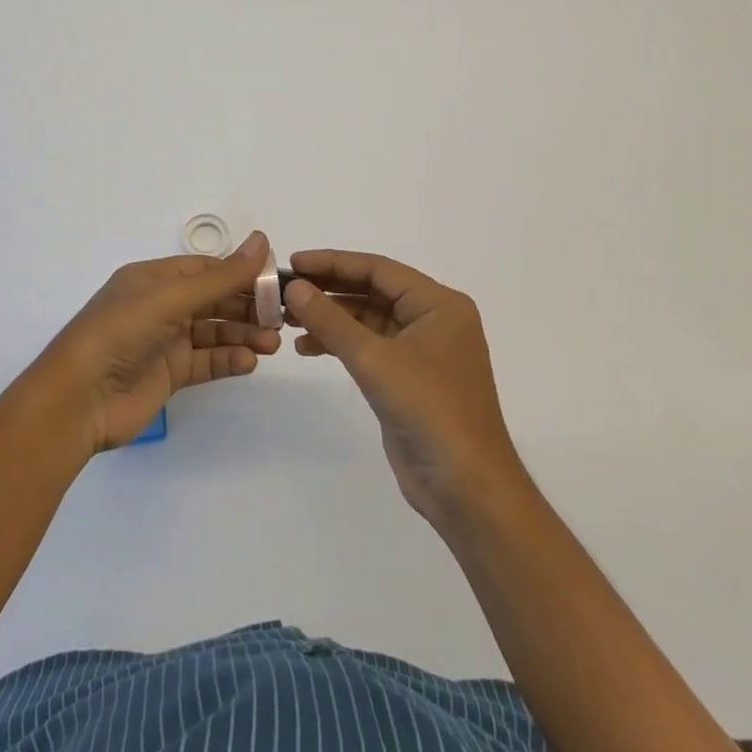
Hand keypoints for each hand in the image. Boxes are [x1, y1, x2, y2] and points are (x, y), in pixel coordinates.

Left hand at [32, 233, 282, 452]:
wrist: (79, 399)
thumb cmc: (122, 332)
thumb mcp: (172, 297)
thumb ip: (221, 276)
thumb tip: (263, 240)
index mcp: (155, 278)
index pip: (208, 269)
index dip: (242, 272)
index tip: (277, 281)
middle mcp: (161, 305)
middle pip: (214, 300)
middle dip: (248, 306)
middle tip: (282, 318)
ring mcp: (165, 341)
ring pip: (214, 331)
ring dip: (244, 334)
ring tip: (272, 343)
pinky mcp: (169, 375)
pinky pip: (206, 361)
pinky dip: (229, 359)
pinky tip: (249, 362)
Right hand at [284, 250, 524, 526]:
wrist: (466, 488)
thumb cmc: (429, 410)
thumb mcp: (375, 360)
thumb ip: (332, 320)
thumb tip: (294, 287)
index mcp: (438, 304)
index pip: (378, 269)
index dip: (333, 263)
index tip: (294, 262)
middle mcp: (433, 319)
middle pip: (373, 291)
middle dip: (329, 290)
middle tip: (285, 290)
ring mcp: (422, 350)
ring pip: (368, 319)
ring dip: (331, 317)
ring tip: (288, 319)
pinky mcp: (410, 378)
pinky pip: (370, 346)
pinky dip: (341, 343)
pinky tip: (308, 347)